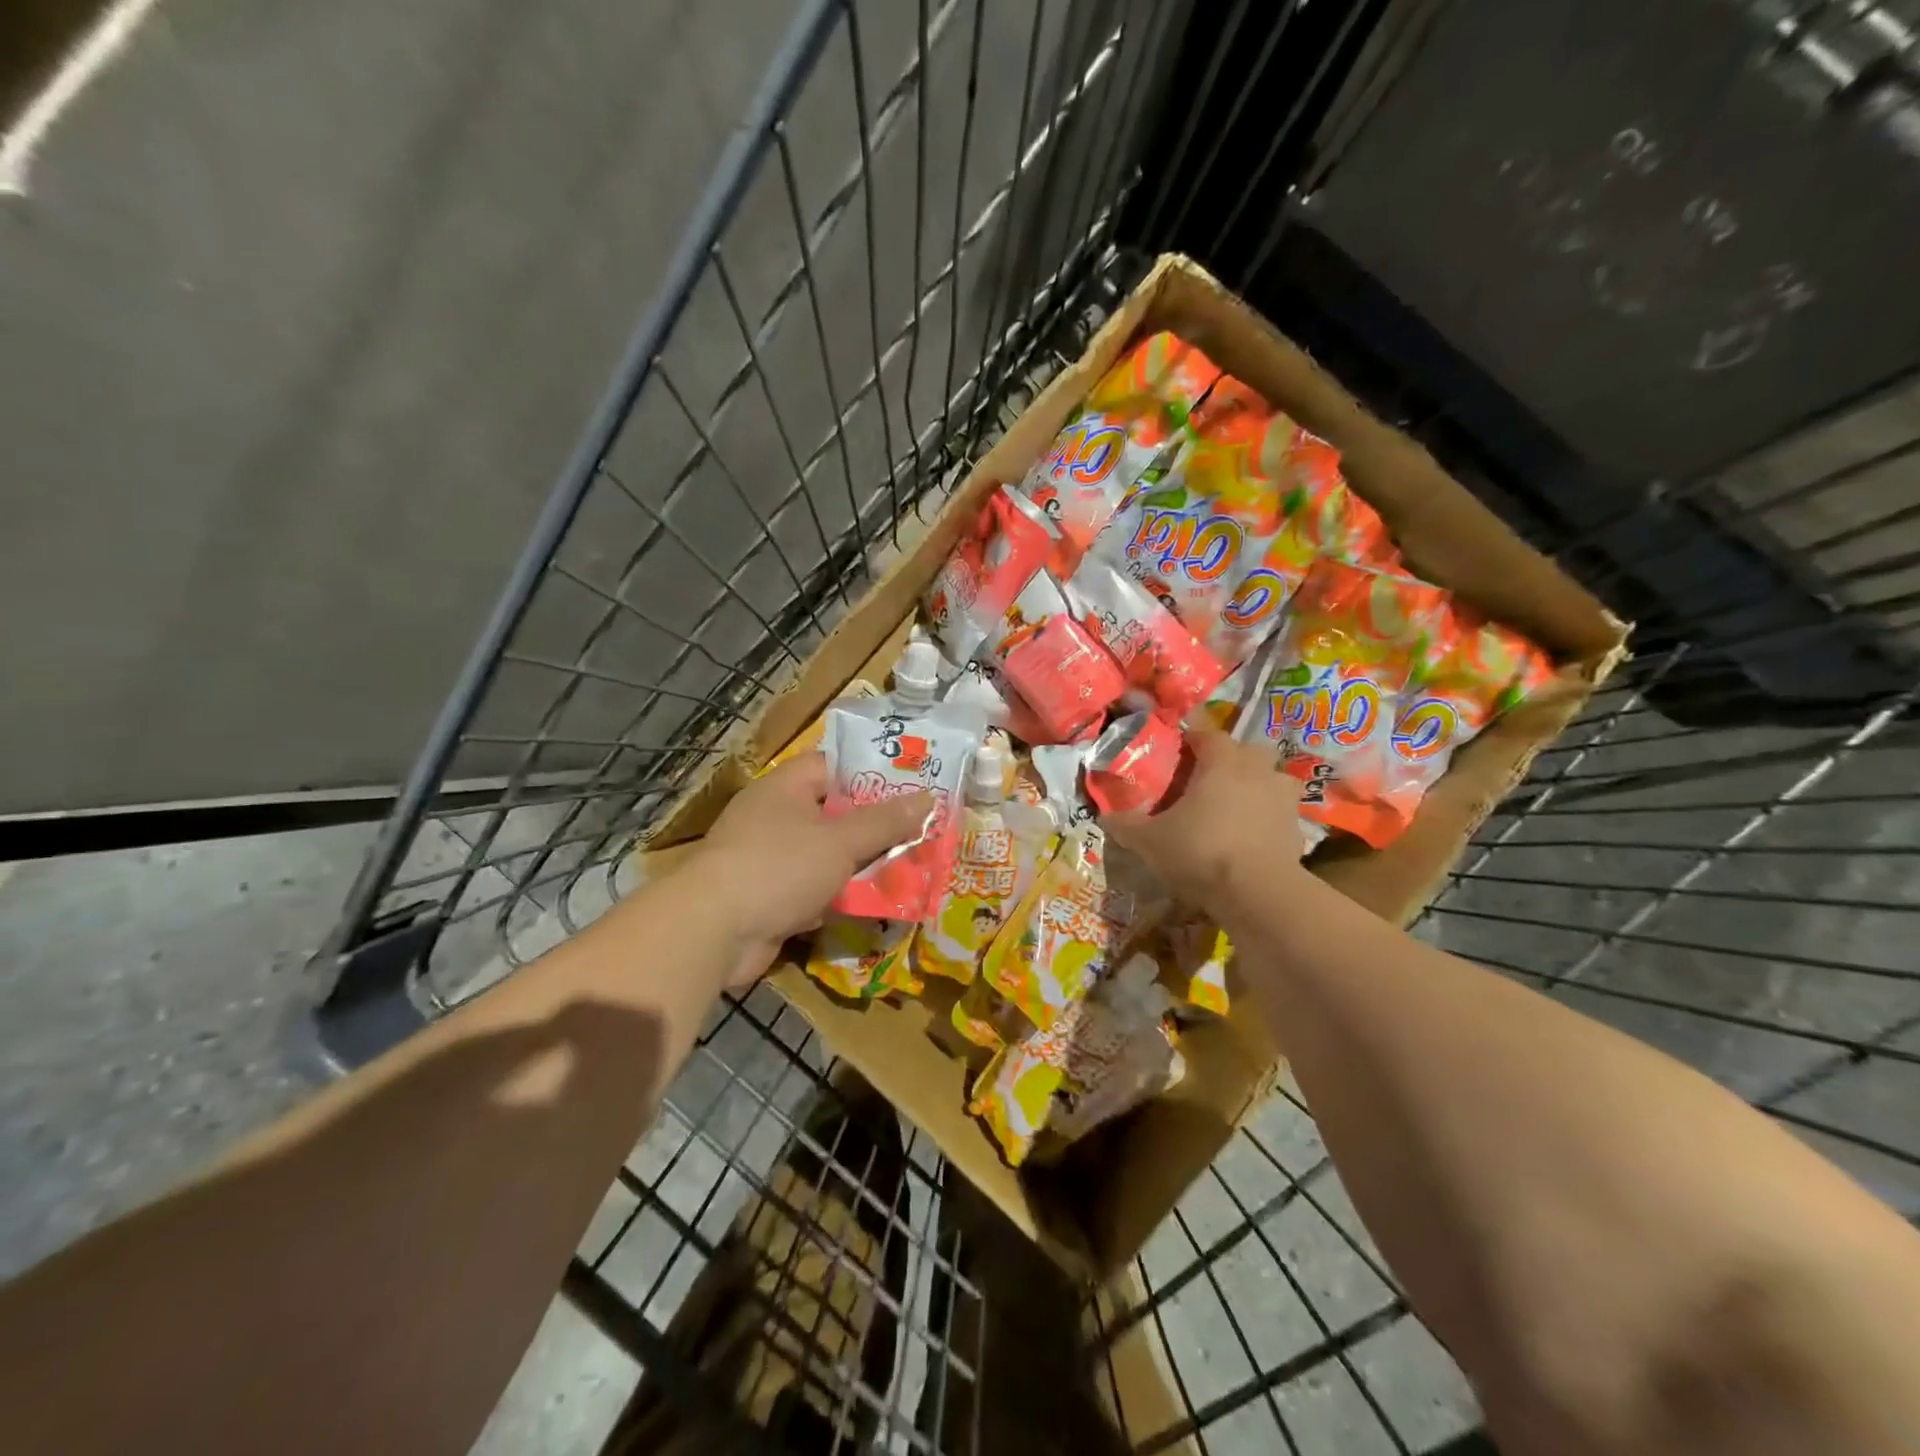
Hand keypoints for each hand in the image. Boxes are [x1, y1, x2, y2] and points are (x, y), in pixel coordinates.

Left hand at [679, 753, 932, 988]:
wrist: (714, 932)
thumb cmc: (780, 867)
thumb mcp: (841, 840)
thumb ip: (885, 821)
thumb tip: (928, 798)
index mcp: (786, 788)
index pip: (834, 766)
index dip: (872, 773)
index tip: (911, 785)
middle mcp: (775, 818)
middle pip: (835, 814)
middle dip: (875, 828)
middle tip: (920, 832)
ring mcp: (770, 860)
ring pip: (828, 856)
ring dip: (862, 866)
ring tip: (910, 869)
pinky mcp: (770, 898)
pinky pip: (815, 890)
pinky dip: (840, 897)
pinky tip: (877, 906)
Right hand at [1103, 728, 1304, 914]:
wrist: (1257, 893)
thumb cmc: (1200, 850)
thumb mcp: (1149, 840)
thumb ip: (1126, 824)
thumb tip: (1104, 816)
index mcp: (1222, 762)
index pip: (1208, 734)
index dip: (1193, 738)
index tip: (1178, 749)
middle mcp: (1258, 771)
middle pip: (1248, 750)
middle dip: (1231, 758)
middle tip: (1208, 778)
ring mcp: (1283, 800)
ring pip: (1272, 779)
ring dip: (1257, 786)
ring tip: (1234, 807)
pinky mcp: (1297, 831)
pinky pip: (1279, 814)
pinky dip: (1267, 820)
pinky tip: (1249, 838)